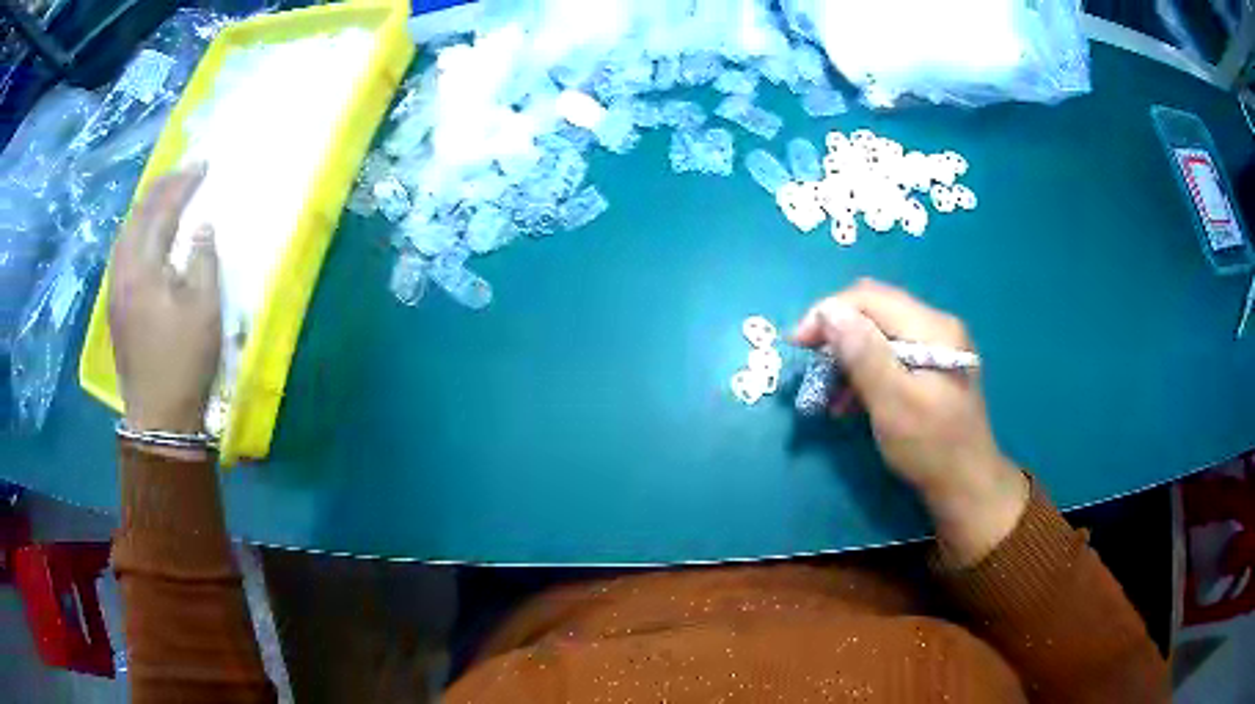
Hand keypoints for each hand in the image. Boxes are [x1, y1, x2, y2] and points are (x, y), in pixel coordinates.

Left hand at [109, 166, 220, 433]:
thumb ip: (202, 260)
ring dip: (145, 208)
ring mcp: (115, 289)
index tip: (203, 165)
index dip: (183, 184)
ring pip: (126, 233)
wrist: (158, 417)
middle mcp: (122, 271)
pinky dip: (136, 231)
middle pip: (137, 215)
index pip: (162, 210)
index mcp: (143, 268)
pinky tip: (145, 233)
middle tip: (183, 172)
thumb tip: (201, 227)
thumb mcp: (204, 309)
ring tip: (164, 195)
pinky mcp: (115, 306)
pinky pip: (122, 252)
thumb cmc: (184, 362)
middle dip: (161, 188)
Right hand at [792, 279, 1027, 564]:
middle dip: (836, 332)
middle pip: (874, 310)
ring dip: (847, 355)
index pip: (869, 298)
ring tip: (827, 392)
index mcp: (932, 327)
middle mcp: (936, 325)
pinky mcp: (931, 366)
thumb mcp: (893, 402)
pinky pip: (889, 354)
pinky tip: (849, 400)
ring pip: (878, 332)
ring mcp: (936, 345)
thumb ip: (863, 354)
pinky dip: (864, 371)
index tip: (797, 344)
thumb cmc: (930, 447)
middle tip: (809, 362)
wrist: (967, 486)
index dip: (828, 313)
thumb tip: (828, 311)